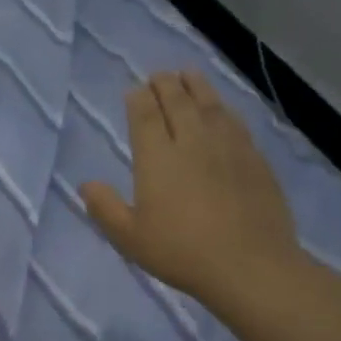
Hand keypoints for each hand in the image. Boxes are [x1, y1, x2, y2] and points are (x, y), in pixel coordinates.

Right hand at [80, 71, 300, 308]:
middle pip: (177, 102)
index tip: (134, 90)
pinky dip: (223, 109)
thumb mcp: (130, 237)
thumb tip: (86, 185)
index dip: (138, 99)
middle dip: (166, 85)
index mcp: (157, 158)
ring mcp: (227, 147)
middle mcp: (192, 142)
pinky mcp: (254, 159)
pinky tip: (222, 110)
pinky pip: (235, 123)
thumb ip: (105, 208)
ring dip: (196, 87)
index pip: (144, 116)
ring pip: (209, 106)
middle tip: (160, 75)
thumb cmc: (181, 252)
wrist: (250, 266)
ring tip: (189, 75)